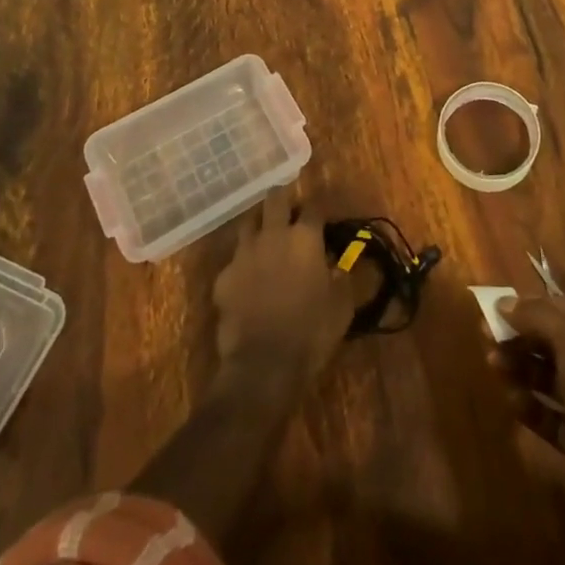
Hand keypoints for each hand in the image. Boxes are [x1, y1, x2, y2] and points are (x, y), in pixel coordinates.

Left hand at [212, 187, 354, 383]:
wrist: (262, 366)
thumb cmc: (310, 333)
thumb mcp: (341, 307)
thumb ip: (341, 277)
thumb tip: (338, 265)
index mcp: (305, 238)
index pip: (314, 207)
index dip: (319, 209)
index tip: (322, 217)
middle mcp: (273, 235)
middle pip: (275, 198)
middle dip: (283, 199)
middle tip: (289, 210)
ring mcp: (244, 253)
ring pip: (248, 223)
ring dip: (259, 226)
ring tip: (265, 239)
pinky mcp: (223, 277)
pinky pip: (233, 261)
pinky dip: (242, 265)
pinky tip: (247, 281)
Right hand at [489, 295, 564, 534]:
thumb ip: (538, 318)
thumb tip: (503, 302)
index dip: (534, 307)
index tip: (501, 308)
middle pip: (553, 343)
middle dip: (521, 337)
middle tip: (487, 336)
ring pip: (548, 378)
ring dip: (520, 368)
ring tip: (493, 363)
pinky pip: (548, 416)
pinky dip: (528, 405)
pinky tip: (511, 398)